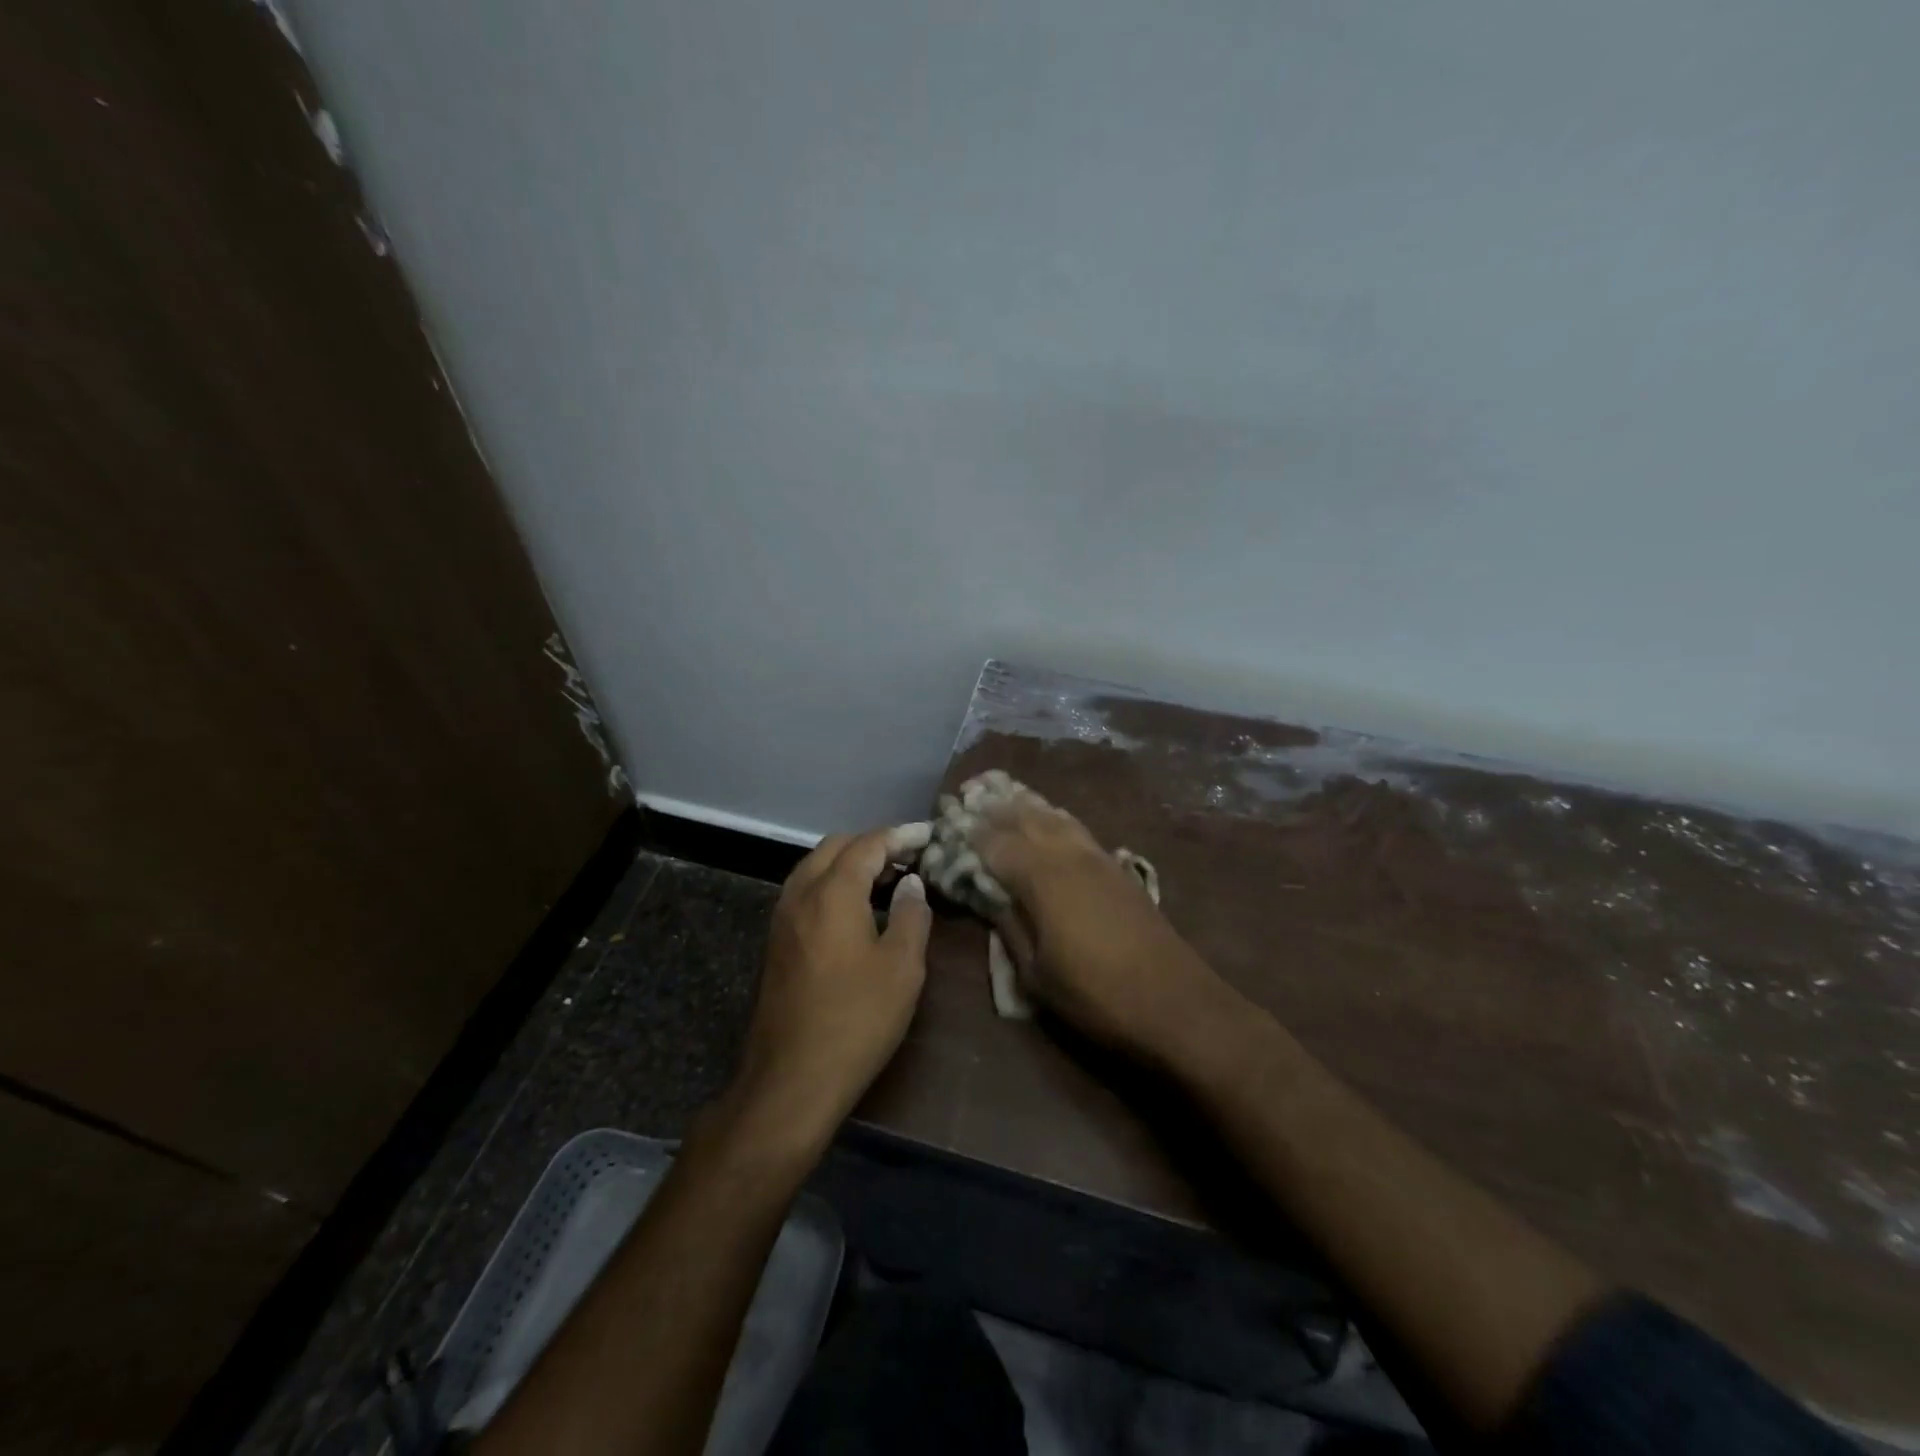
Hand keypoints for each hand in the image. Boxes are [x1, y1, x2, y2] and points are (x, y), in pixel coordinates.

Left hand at [723, 824, 933, 1151]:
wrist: (791, 1079)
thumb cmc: (856, 1020)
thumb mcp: (902, 968)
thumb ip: (912, 915)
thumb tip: (912, 883)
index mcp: (832, 892)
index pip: (868, 844)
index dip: (900, 836)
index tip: (928, 836)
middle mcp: (800, 894)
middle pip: (835, 847)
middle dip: (872, 844)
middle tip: (909, 859)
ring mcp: (782, 918)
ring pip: (815, 867)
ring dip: (849, 863)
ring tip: (887, 881)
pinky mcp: (776, 942)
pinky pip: (806, 892)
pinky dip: (833, 885)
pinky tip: (858, 910)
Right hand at [971, 790, 1235, 1066]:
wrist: (1176, 1003)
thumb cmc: (1096, 996)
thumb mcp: (1036, 975)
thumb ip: (1009, 926)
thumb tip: (987, 895)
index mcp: (1042, 878)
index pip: (994, 842)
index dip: (967, 831)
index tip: (945, 820)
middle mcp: (1068, 855)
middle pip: (1025, 818)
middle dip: (993, 805)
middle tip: (967, 793)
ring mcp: (1097, 857)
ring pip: (1053, 816)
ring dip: (1025, 803)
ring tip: (1000, 793)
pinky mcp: (1117, 868)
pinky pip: (1076, 828)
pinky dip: (1053, 816)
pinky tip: (1048, 818)